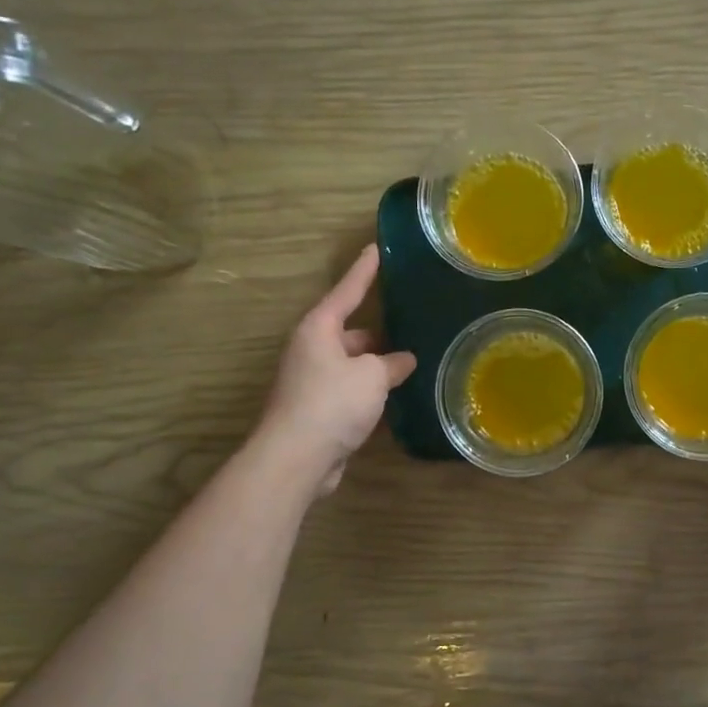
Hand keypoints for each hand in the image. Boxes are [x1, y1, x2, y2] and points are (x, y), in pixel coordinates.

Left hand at [255, 245, 416, 496]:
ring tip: (411, 363)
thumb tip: (404, 361)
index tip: (376, 248)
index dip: (364, 271)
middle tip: (410, 325)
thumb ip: (391, 363)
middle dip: (378, 332)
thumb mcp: (372, 375)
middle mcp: (311, 350)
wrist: (296, 458)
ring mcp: (312, 382)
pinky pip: (350, 391)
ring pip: (351, 364)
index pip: (347, 291)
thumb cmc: (332, 402)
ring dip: (376, 366)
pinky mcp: (317, 411)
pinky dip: (370, 392)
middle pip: (350, 332)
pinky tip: (395, 397)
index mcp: (318, 329)